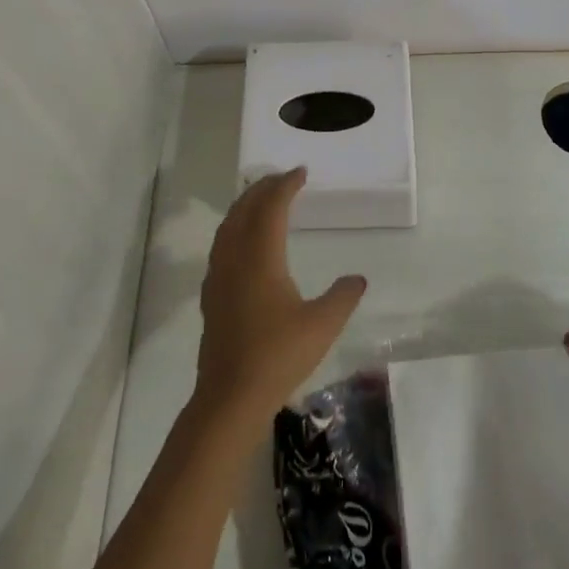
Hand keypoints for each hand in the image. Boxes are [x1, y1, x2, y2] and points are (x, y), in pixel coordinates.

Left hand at [195, 168, 366, 420]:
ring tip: (261, 199)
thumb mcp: (322, 325)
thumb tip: (357, 279)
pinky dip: (234, 228)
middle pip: (245, 210)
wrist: (230, 396)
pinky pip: (221, 245)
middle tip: (282, 178)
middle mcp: (235, 259)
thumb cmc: (278, 356)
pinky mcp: (211, 295)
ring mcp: (218, 277)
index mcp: (260, 258)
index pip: (271, 208)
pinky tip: (243, 242)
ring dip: (245, 206)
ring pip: (228, 227)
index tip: (300, 172)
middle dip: (262, 189)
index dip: (285, 186)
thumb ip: (342, 297)